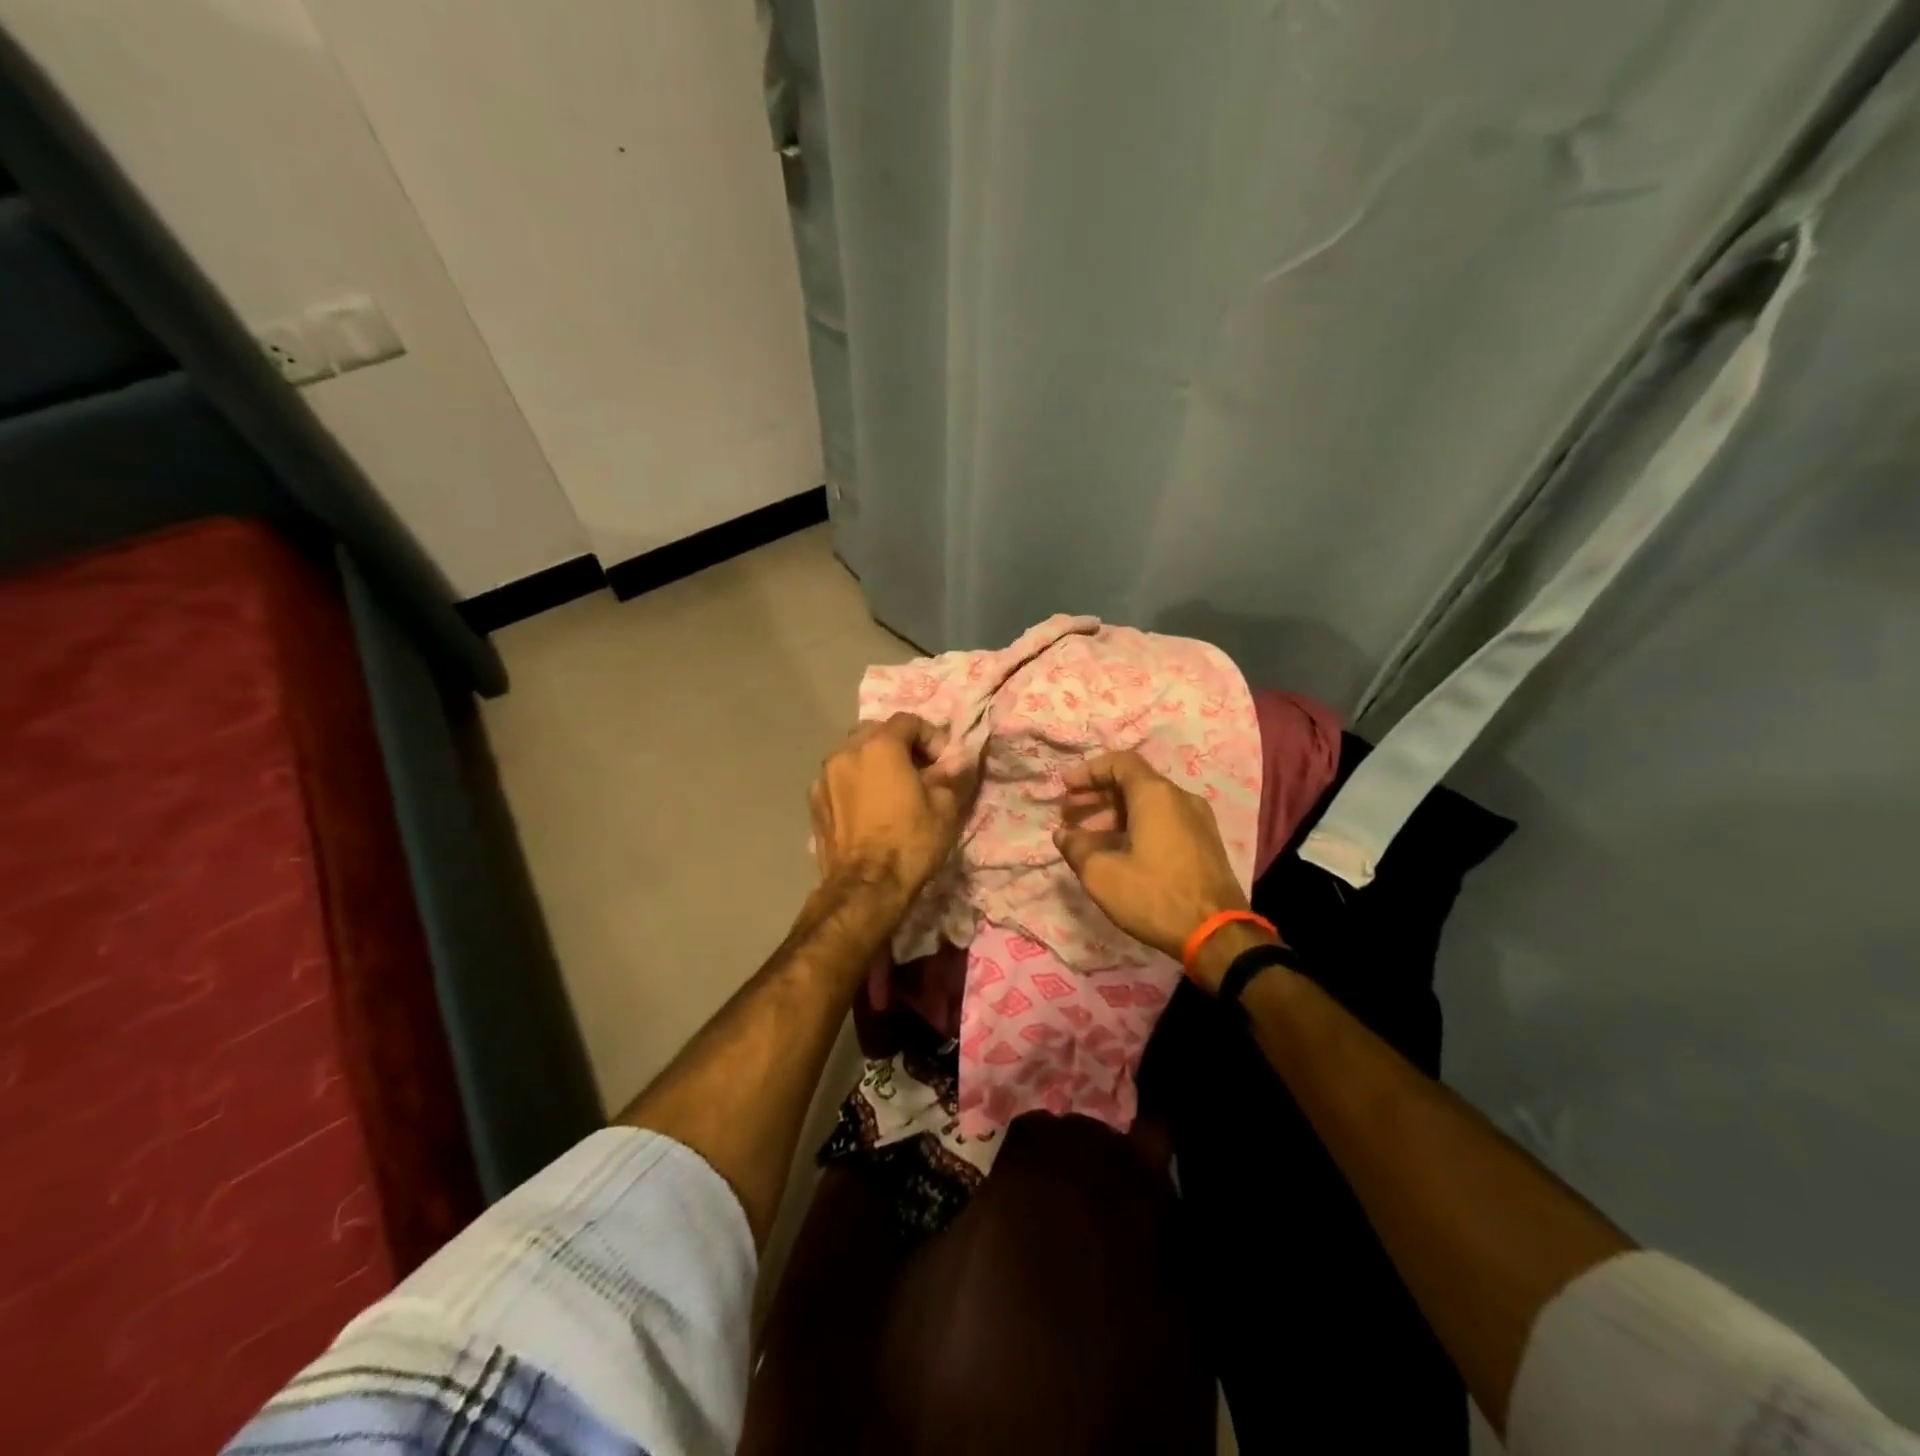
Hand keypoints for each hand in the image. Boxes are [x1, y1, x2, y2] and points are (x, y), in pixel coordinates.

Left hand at [809, 713, 976, 895]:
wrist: (865, 887)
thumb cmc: (910, 842)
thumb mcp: (945, 807)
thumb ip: (951, 774)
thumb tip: (959, 760)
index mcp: (879, 746)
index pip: (909, 721)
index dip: (931, 737)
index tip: (943, 764)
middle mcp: (846, 752)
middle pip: (876, 732)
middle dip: (899, 745)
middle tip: (919, 772)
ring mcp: (824, 777)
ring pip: (853, 754)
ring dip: (874, 763)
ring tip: (892, 790)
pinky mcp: (814, 802)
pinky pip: (839, 780)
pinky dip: (855, 783)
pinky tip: (868, 809)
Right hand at [1053, 750, 1248, 965]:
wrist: (1218, 935)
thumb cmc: (1155, 896)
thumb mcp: (1102, 875)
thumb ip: (1076, 848)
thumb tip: (1064, 834)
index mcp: (1156, 795)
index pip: (1119, 762)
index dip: (1088, 771)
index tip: (1065, 788)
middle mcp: (1180, 798)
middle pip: (1133, 783)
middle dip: (1097, 795)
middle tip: (1068, 814)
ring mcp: (1197, 820)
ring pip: (1148, 804)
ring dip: (1114, 814)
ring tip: (1086, 837)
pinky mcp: (1204, 843)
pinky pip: (1163, 821)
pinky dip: (1135, 827)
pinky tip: (1117, 852)